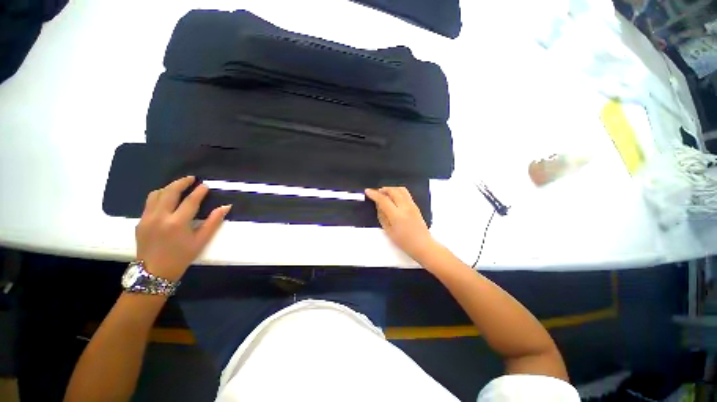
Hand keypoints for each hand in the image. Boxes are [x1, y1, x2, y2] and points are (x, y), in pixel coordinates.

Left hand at [135, 176, 230, 280]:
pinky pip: (149, 203)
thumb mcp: (201, 240)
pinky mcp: (140, 221)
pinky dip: (160, 196)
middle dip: (181, 182)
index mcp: (177, 223)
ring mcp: (147, 218)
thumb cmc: (182, 256)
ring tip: (178, 187)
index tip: (205, 185)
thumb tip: (226, 207)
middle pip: (169, 192)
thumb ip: (213, 221)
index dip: (199, 191)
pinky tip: (167, 199)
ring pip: (156, 194)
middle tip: (191, 178)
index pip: (190, 201)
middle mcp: (160, 217)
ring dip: (168, 187)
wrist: (154, 271)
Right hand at [365, 187, 437, 261]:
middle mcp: (405, 207)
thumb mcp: (388, 231)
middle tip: (376, 193)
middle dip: (383, 189)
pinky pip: (406, 193)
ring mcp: (412, 205)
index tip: (367, 191)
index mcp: (397, 215)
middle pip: (393, 191)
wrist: (423, 245)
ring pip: (401, 189)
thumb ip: (382, 216)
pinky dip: (397, 191)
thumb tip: (378, 205)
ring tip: (385, 193)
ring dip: (391, 189)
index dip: (374, 194)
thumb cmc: (404, 242)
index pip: (383, 200)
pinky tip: (394, 197)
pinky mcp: (416, 205)